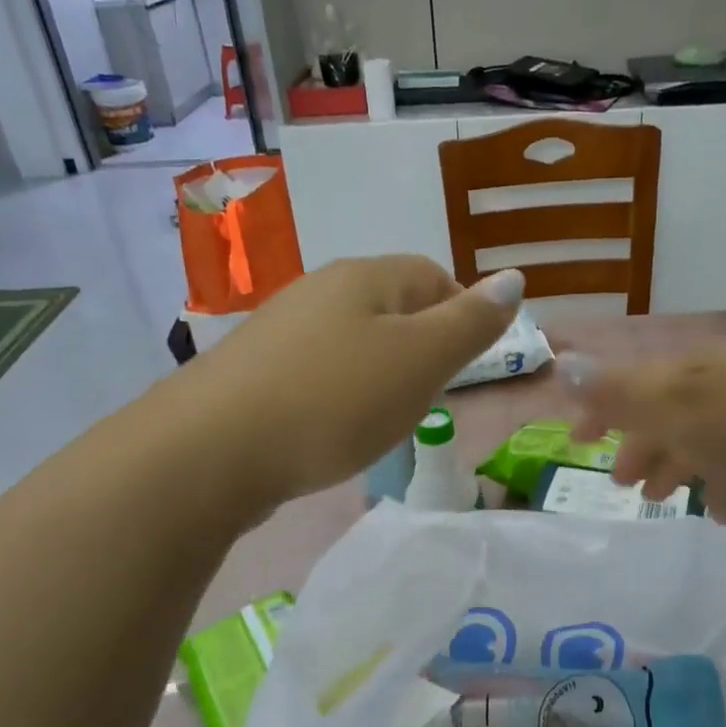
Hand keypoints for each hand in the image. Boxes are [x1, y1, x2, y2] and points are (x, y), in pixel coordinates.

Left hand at [182, 256, 523, 505]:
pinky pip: (316, 370)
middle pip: (391, 305)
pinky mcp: (253, 370)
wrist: (212, 450)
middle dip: (421, 345)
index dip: (462, 313)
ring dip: (379, 371)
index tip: (469, 365)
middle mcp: (320, 289)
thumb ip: (470, 323)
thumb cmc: (334, 400)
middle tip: (430, 395)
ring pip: (352, 339)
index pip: (432, 276)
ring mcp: (280, 328)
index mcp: (365, 277)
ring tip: (384, 416)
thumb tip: (514, 279)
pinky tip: (330, 427)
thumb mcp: (420, 361)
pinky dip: (338, 392)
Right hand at [560, 342, 725, 521]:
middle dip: (643, 445)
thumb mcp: (683, 408)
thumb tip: (562, 365)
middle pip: (672, 410)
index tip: (578, 442)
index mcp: (696, 368)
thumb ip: (622, 393)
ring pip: (711, 434)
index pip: (632, 382)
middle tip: (626, 486)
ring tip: (673, 502)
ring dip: (685, 466)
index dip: (601, 409)